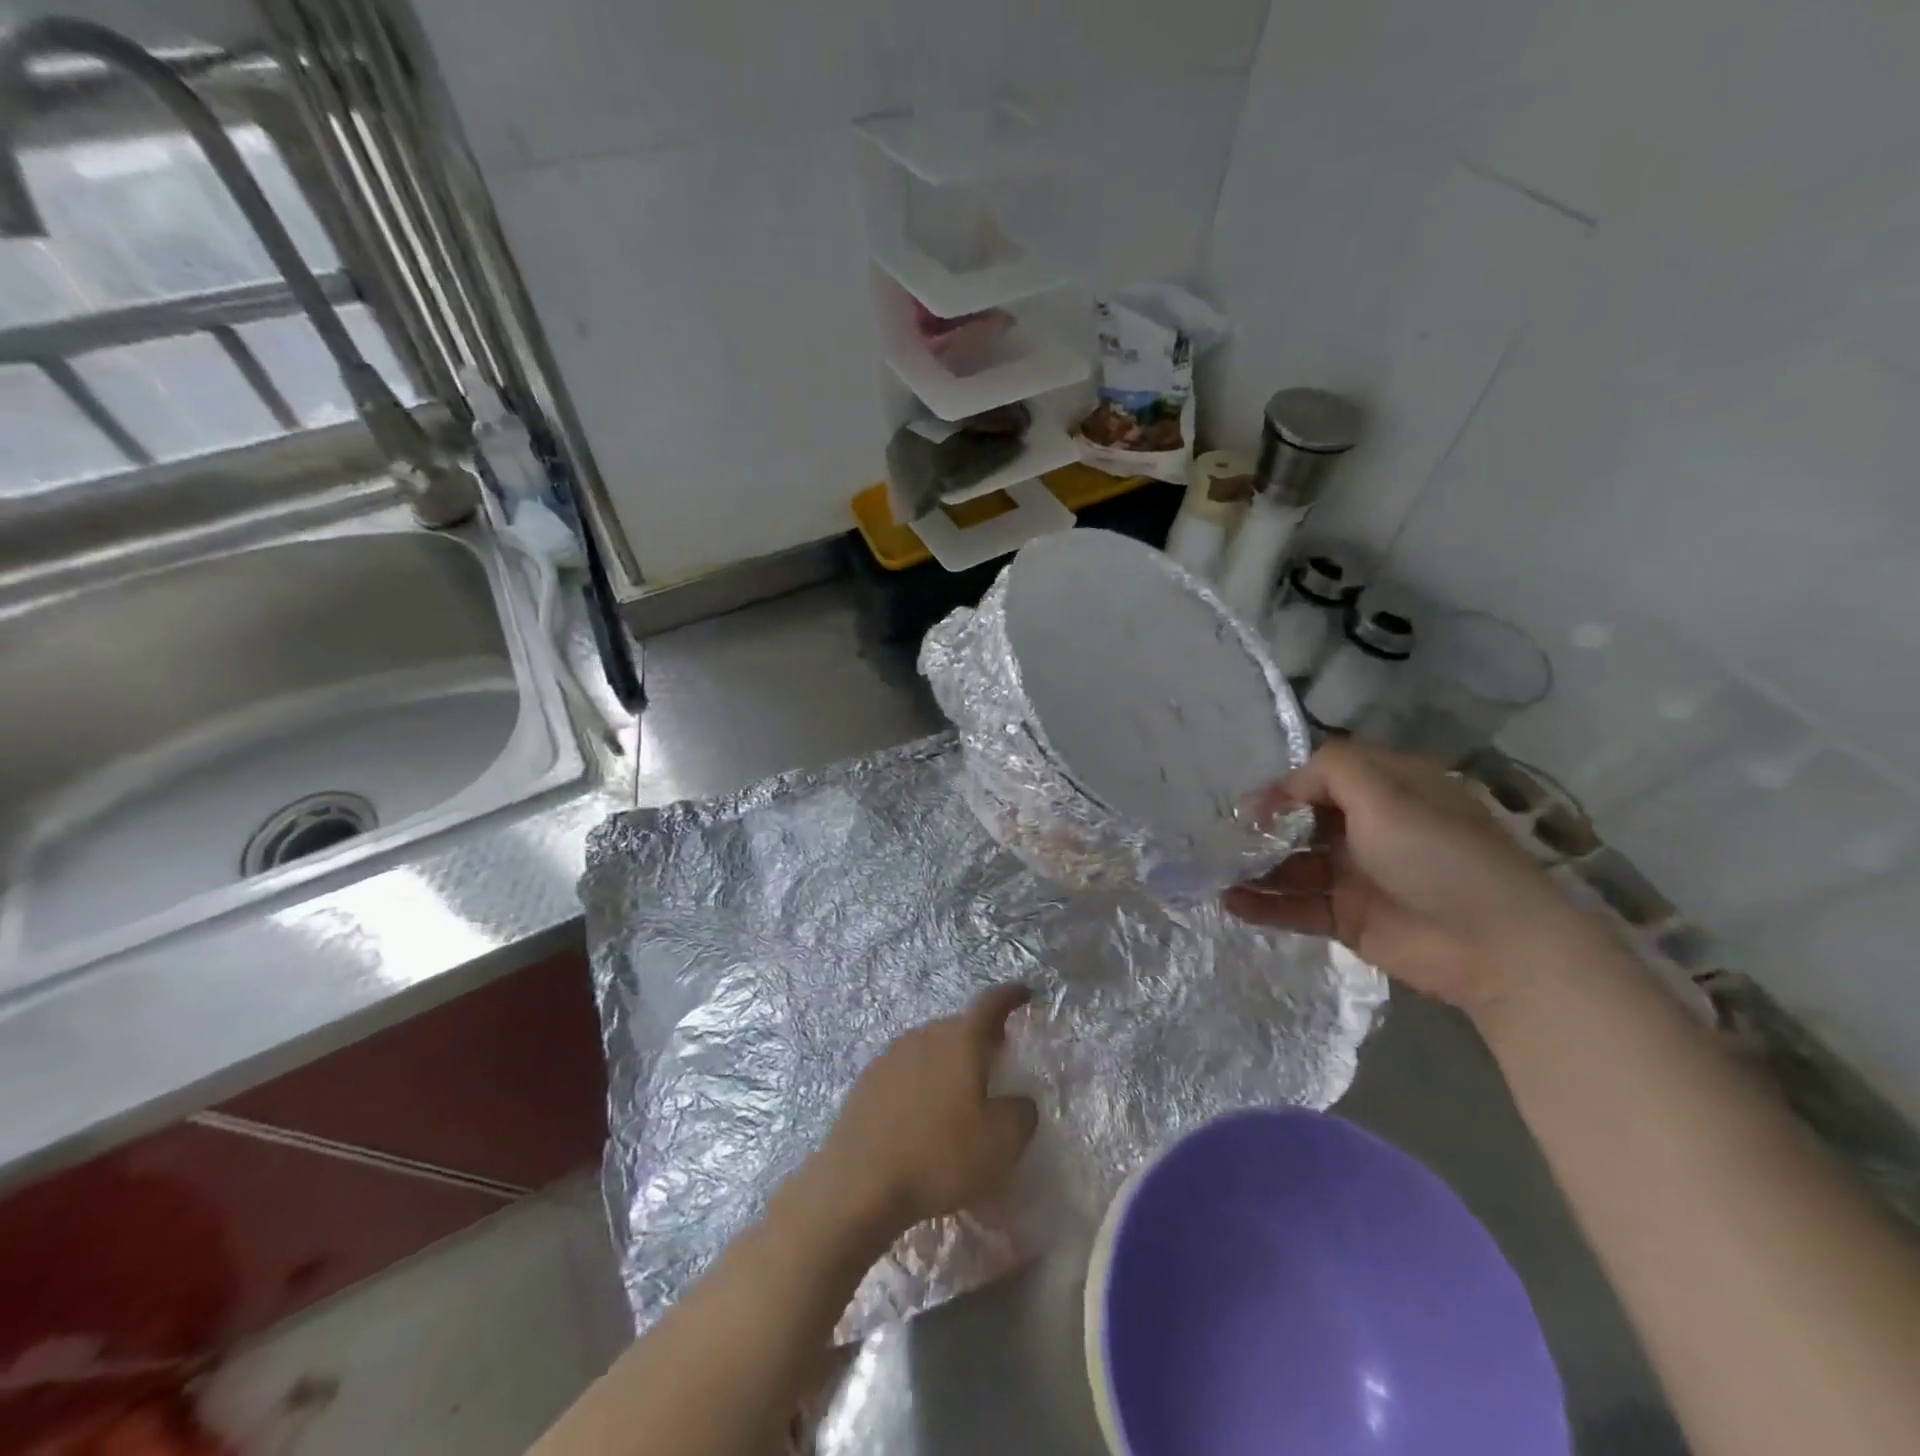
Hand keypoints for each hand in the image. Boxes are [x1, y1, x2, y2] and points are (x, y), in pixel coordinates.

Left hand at [817, 985, 1038, 1234]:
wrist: (860, 1184)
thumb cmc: (940, 1156)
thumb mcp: (1002, 1143)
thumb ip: (1021, 1113)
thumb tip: (1016, 1101)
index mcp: (961, 1040)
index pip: (991, 1004)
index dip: (1010, 996)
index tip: (1024, 992)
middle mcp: (924, 1036)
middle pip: (959, 1026)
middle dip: (980, 1035)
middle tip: (997, 1055)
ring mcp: (891, 1056)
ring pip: (930, 1046)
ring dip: (949, 1060)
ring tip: (960, 1089)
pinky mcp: (867, 1081)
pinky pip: (906, 1070)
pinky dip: (922, 1081)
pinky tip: (923, 1113)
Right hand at [1225, 741, 1609, 1016]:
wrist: (1493, 945)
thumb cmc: (1437, 854)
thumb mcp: (1386, 793)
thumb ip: (1327, 772)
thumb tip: (1277, 790)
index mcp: (1387, 789)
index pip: (1321, 776)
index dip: (1283, 787)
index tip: (1249, 806)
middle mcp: (1370, 827)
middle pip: (1301, 820)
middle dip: (1261, 828)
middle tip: (1223, 840)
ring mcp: (1357, 874)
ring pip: (1293, 864)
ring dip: (1255, 867)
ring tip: (1214, 872)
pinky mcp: (1348, 917)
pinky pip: (1297, 905)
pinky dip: (1264, 904)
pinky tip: (1230, 902)